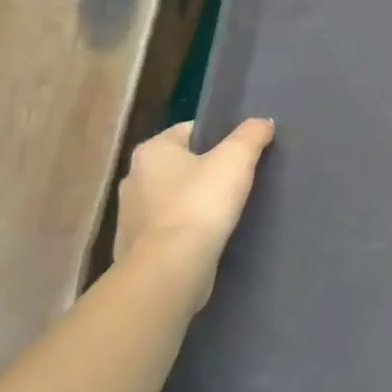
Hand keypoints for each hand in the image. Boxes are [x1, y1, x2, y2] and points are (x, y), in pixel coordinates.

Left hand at [113, 118, 274, 310]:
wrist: (170, 269)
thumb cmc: (200, 204)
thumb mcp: (236, 159)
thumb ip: (251, 134)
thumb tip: (262, 123)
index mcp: (151, 151)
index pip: (190, 131)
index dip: (219, 137)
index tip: (242, 152)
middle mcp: (133, 178)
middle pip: (181, 164)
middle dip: (207, 170)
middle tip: (240, 180)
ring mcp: (130, 216)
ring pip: (173, 198)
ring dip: (195, 202)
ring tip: (227, 210)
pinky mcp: (135, 248)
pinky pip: (168, 228)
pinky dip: (187, 229)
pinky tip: (209, 236)